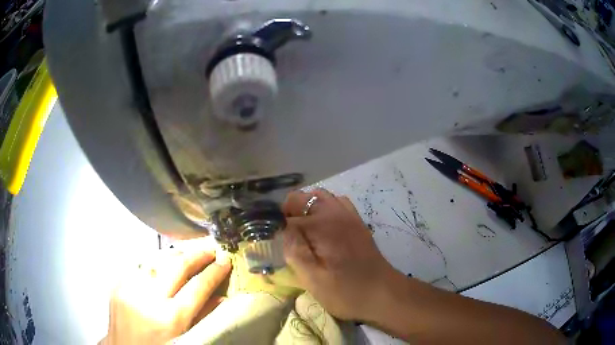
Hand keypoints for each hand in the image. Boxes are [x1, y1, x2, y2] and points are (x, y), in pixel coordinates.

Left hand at [101, 245, 230, 344]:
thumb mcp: (184, 338)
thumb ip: (202, 316)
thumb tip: (221, 297)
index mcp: (170, 318)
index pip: (198, 287)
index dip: (214, 272)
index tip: (224, 261)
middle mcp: (149, 298)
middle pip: (177, 266)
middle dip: (197, 255)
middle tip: (210, 249)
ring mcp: (130, 287)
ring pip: (158, 260)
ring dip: (177, 255)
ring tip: (190, 254)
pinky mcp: (119, 283)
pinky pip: (141, 265)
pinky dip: (156, 262)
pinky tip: (164, 264)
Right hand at [282, 189, 394, 320]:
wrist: (383, 294)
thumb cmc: (346, 291)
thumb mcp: (314, 279)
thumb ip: (294, 250)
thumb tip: (281, 228)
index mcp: (322, 225)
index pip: (287, 215)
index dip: (275, 227)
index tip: (270, 241)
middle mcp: (335, 212)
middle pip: (302, 198)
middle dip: (288, 213)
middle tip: (285, 237)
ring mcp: (349, 215)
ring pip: (319, 197)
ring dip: (305, 208)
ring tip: (301, 230)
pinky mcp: (357, 222)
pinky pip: (336, 202)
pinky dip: (323, 208)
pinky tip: (322, 227)